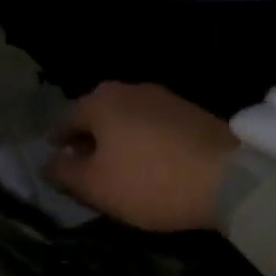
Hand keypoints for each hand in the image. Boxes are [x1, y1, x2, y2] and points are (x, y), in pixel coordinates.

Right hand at [45, 82, 237, 232]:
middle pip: (98, 117)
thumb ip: (64, 172)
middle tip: (87, 170)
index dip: (59, 145)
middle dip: (90, 142)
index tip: (58, 165)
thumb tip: (47, 163)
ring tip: (120, 170)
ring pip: (127, 119)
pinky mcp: (190, 111)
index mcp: (100, 101)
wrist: (228, 177)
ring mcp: (163, 96)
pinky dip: (145, 142)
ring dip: (119, 141)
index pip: (66, 121)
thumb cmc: (150, 181)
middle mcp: (128, 89)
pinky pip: (154, 125)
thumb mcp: (96, 186)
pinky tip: (151, 165)